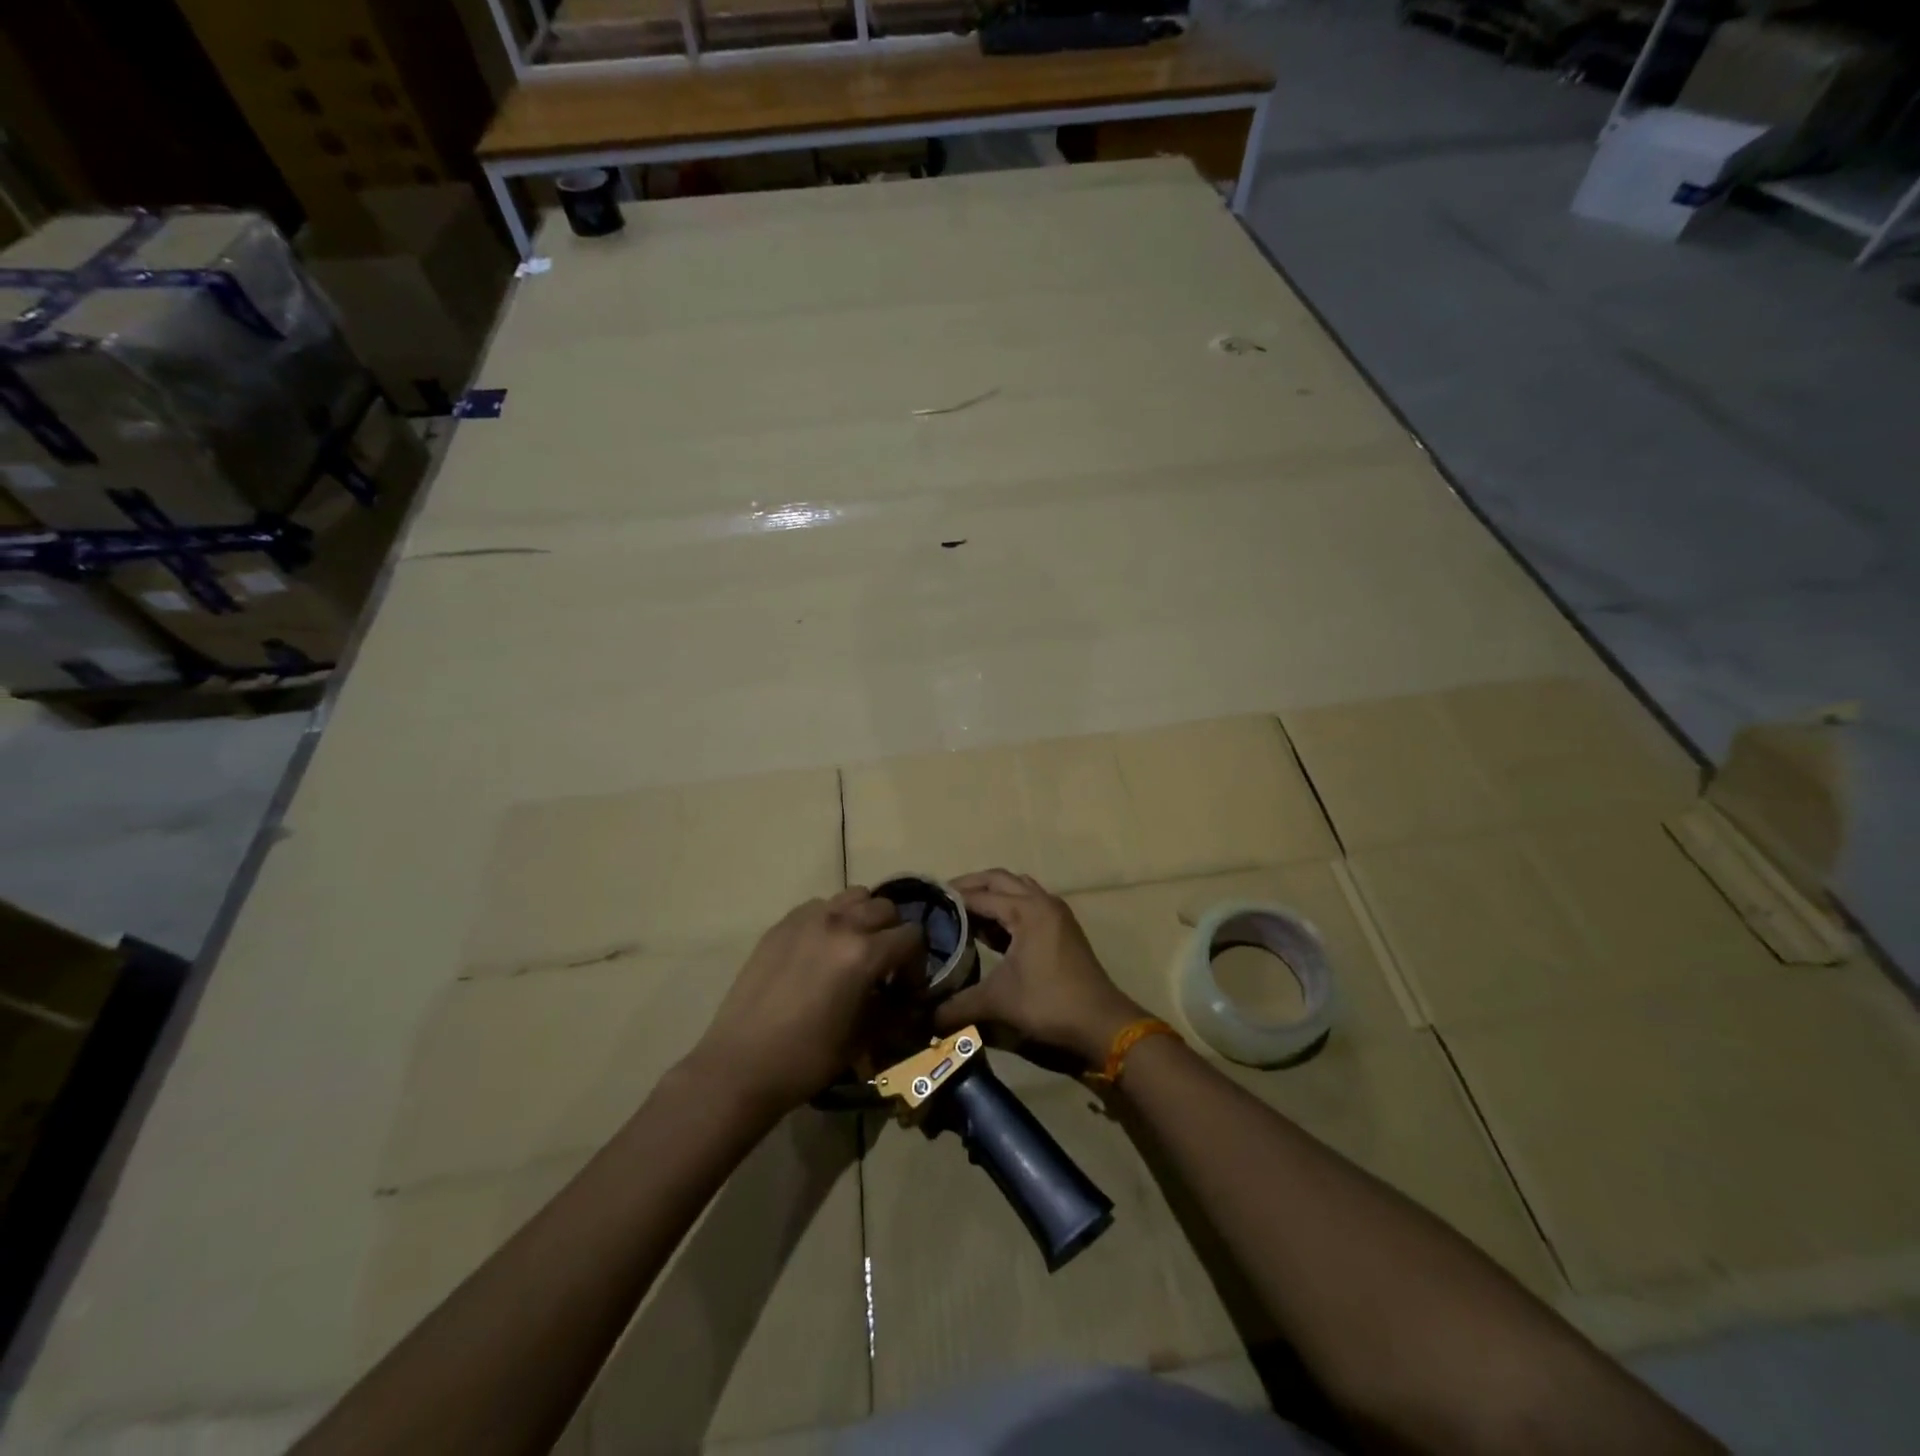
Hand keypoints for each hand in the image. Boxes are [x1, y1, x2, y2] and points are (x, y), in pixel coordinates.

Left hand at [693, 888, 923, 1113]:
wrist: (741, 1065)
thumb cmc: (807, 1058)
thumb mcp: (863, 1037)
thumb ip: (894, 1010)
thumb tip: (908, 1000)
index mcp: (864, 952)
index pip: (912, 936)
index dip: (917, 963)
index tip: (905, 989)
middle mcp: (839, 924)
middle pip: (886, 908)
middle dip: (893, 935)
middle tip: (883, 967)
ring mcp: (807, 919)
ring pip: (854, 897)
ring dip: (864, 918)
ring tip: (854, 950)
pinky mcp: (781, 925)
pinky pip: (820, 906)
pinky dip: (832, 919)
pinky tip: (821, 952)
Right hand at [933, 869, 1144, 1067]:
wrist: (1101, 1022)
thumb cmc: (1049, 1003)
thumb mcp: (998, 1002)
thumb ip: (958, 1006)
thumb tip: (925, 1018)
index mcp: (1026, 910)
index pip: (979, 895)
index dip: (951, 898)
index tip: (924, 903)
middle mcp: (1041, 902)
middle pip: (999, 880)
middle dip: (970, 886)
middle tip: (941, 900)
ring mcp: (1055, 912)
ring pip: (1017, 887)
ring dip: (991, 893)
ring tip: (964, 911)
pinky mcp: (1062, 927)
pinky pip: (1029, 901)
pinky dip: (1008, 906)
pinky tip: (991, 928)